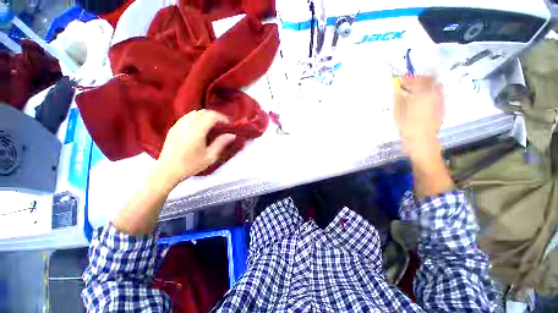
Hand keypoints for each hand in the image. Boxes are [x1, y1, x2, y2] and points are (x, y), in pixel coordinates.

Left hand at [150, 110, 235, 191]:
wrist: (168, 170)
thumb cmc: (191, 164)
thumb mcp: (210, 156)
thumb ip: (221, 143)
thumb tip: (232, 135)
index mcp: (197, 130)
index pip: (212, 116)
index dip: (222, 118)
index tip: (228, 123)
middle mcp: (187, 124)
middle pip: (202, 112)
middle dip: (214, 115)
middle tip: (221, 123)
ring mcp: (178, 125)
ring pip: (194, 113)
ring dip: (205, 115)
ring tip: (211, 124)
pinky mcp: (173, 128)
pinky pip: (186, 117)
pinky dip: (196, 118)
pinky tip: (199, 127)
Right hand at [394, 76, 444, 156]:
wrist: (422, 140)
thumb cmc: (408, 127)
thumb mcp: (398, 112)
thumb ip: (398, 98)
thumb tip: (397, 89)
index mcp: (422, 94)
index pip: (415, 80)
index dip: (407, 79)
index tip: (400, 80)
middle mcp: (434, 94)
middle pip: (428, 80)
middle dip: (418, 79)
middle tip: (408, 83)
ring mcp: (440, 100)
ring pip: (434, 85)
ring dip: (425, 84)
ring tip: (415, 89)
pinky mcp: (442, 106)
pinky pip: (437, 93)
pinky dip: (430, 91)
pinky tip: (422, 97)